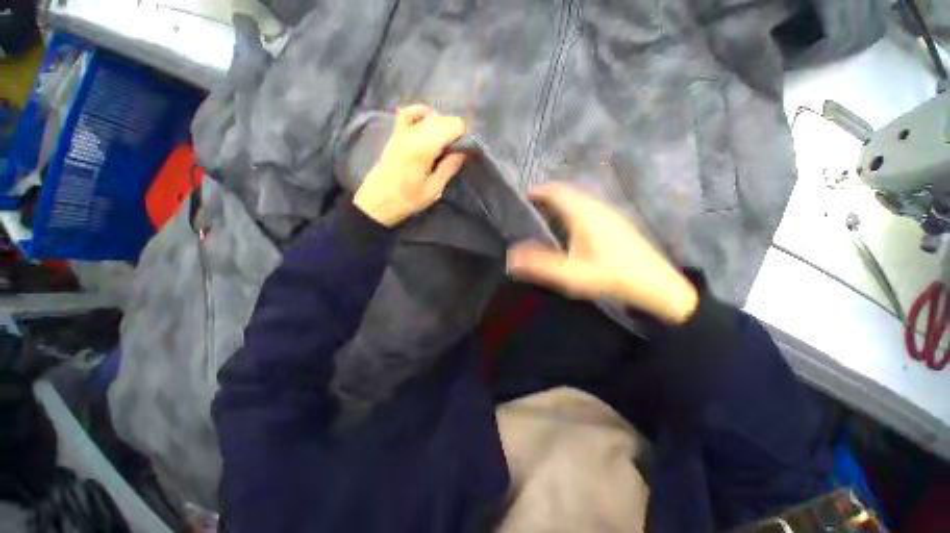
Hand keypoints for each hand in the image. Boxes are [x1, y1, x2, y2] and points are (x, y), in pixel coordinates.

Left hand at [353, 105, 467, 225]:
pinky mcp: (395, 133)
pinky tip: (429, 123)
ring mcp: (403, 130)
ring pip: (430, 115)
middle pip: (443, 119)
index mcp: (425, 147)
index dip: (464, 135)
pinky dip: (422, 113)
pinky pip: (409, 112)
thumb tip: (465, 151)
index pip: (453, 126)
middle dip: (456, 131)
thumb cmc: (407, 199)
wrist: (378, 201)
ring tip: (446, 143)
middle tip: (458, 150)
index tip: (467, 150)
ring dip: (443, 125)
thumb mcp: (433, 189)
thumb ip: (449, 167)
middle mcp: (414, 132)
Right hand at [506, 183, 698, 323]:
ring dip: (561, 203)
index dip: (538, 192)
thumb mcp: (570, 274)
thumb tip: (510, 256)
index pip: (556, 192)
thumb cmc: (610, 276)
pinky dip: (573, 211)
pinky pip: (588, 208)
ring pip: (579, 200)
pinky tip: (570, 229)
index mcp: (584, 214)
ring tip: (546, 218)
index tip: (522, 198)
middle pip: (567, 193)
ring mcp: (610, 214)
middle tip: (530, 210)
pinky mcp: (617, 223)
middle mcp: (597, 207)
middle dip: (547, 197)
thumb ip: (538, 265)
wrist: (657, 285)